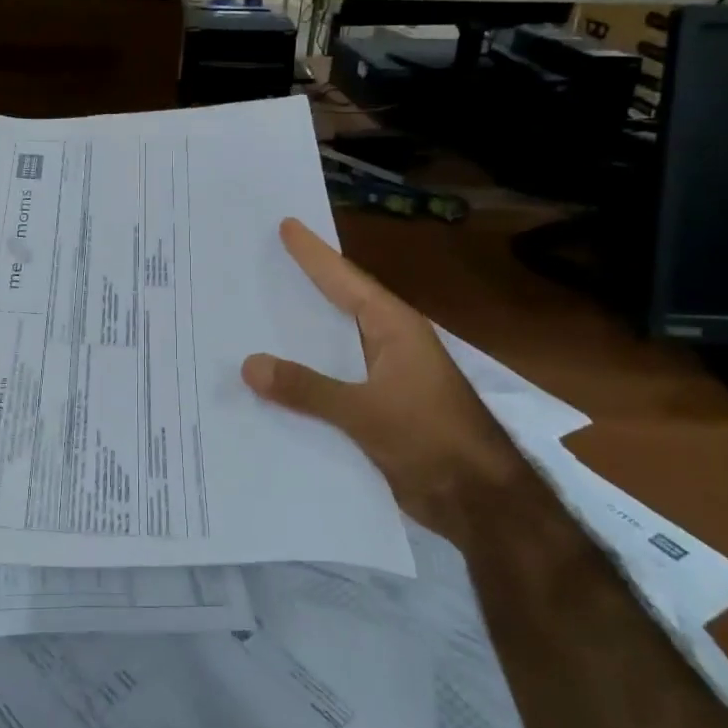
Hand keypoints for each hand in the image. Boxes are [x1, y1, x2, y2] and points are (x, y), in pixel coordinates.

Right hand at [241, 220, 524, 535]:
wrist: (479, 502)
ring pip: (332, 347)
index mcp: (394, 329)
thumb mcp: (366, 411)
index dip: (314, 254)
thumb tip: (249, 365)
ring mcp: (384, 378)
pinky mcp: (378, 409)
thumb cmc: (431, 439)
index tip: (286, 225)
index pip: (345, 280)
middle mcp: (388, 344)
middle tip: (261, 262)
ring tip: (254, 316)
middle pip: (338, 306)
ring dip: (298, 336)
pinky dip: (304, 377)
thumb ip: (307, 388)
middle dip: (302, 285)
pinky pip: (331, 382)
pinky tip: (272, 381)